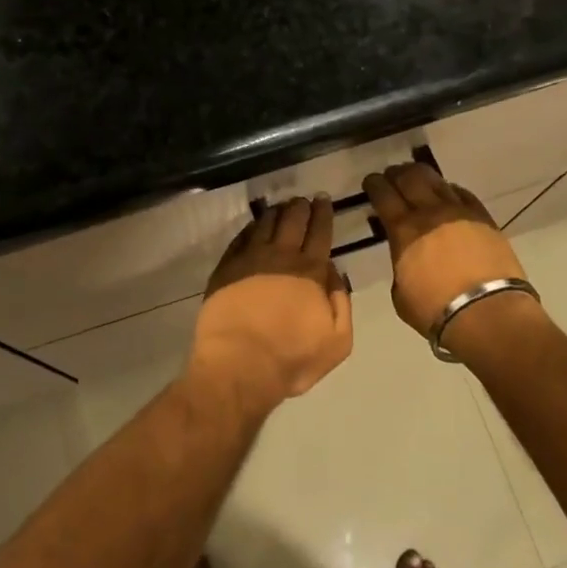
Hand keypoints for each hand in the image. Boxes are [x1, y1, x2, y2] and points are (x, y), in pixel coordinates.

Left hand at [186, 197, 352, 419]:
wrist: (239, 366)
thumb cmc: (292, 358)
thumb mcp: (338, 340)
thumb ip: (341, 301)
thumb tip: (334, 272)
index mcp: (310, 271)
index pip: (320, 232)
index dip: (323, 214)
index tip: (323, 200)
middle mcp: (280, 257)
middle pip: (292, 221)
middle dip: (300, 207)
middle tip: (303, 200)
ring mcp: (249, 260)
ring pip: (264, 225)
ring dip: (275, 213)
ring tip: (280, 207)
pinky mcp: (225, 269)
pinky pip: (240, 239)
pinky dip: (250, 228)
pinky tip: (253, 226)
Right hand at [362, 163, 539, 348]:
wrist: (487, 313)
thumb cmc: (435, 310)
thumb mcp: (400, 292)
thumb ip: (400, 265)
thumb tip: (406, 256)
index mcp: (403, 230)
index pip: (383, 194)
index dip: (374, 184)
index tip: (370, 182)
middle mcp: (430, 212)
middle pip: (410, 177)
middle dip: (396, 174)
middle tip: (391, 176)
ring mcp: (460, 212)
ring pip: (437, 180)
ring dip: (422, 175)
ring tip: (417, 177)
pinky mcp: (484, 219)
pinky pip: (463, 194)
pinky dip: (449, 189)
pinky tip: (447, 192)